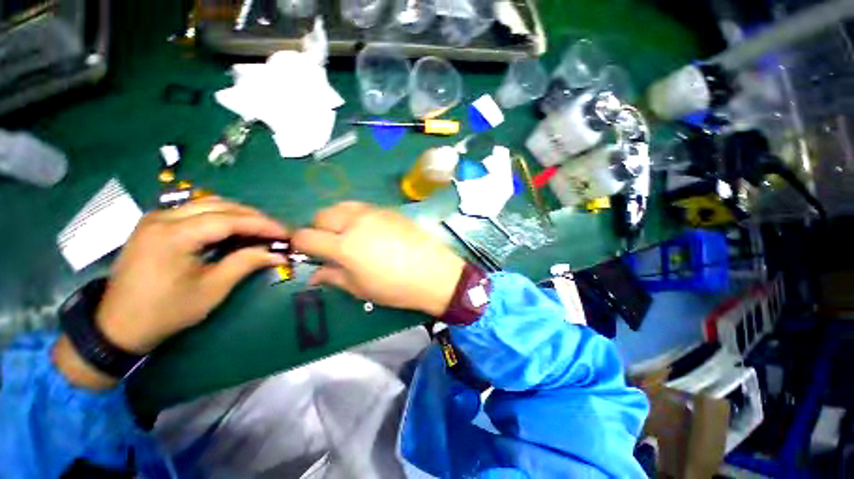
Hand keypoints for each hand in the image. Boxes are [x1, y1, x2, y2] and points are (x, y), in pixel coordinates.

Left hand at [96, 197, 288, 353]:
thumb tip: (278, 254)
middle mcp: (162, 217)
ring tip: (260, 230)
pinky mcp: (154, 224)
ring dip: (238, 215)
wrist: (117, 325)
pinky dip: (220, 217)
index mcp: (174, 235)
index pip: (229, 219)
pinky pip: (194, 211)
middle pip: (219, 206)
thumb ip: (245, 264)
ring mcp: (155, 218)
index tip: (286, 233)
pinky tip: (234, 230)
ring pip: (207, 205)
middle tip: (276, 231)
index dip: (262, 225)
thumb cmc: (166, 311)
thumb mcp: (211, 290)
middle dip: (253, 217)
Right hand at [292, 202, 464, 316]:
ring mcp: (374, 212)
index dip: (300, 244)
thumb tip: (314, 275)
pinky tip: (369, 230)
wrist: (434, 273)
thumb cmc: (396, 287)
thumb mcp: (361, 289)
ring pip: (342, 206)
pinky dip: (356, 215)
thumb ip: (334, 277)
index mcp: (344, 245)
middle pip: (322, 215)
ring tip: (348, 235)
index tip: (306, 252)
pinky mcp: (389, 210)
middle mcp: (356, 222)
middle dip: (318, 229)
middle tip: (329, 244)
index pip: (307, 236)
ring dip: (337, 219)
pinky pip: (363, 207)